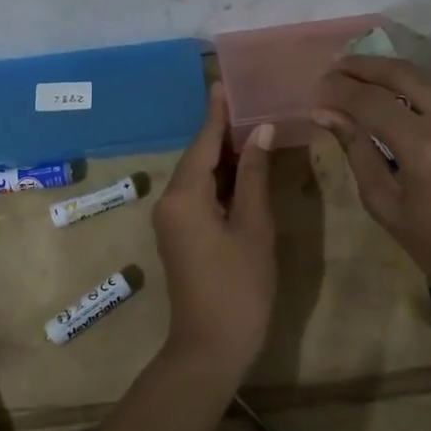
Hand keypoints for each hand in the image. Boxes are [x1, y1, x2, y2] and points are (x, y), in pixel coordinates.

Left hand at [153, 84, 276, 382]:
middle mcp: (170, 201)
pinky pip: (199, 194)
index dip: (217, 112)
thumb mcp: (253, 226)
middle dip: (223, 131)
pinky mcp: (181, 235)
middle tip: (250, 101)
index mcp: (184, 195)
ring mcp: (172, 220)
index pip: (203, 141)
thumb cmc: (239, 286)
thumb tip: (260, 131)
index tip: (224, 82)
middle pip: (198, 156)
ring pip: (199, 175)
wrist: (211, 347)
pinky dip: (221, 179)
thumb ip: (254, 176)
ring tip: (253, 126)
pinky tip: (244, 168)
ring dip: (224, 155)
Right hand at [313, 56, 430, 313]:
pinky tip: (404, 116)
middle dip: (364, 65)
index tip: (316, 89)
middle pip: (403, 72)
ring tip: (362, 86)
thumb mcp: (386, 205)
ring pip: (429, 84)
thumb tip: (325, 113)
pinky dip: (421, 104)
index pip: (371, 100)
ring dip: (393, 81)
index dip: (338, 90)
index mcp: (426, 146)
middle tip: (335, 68)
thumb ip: (357, 151)